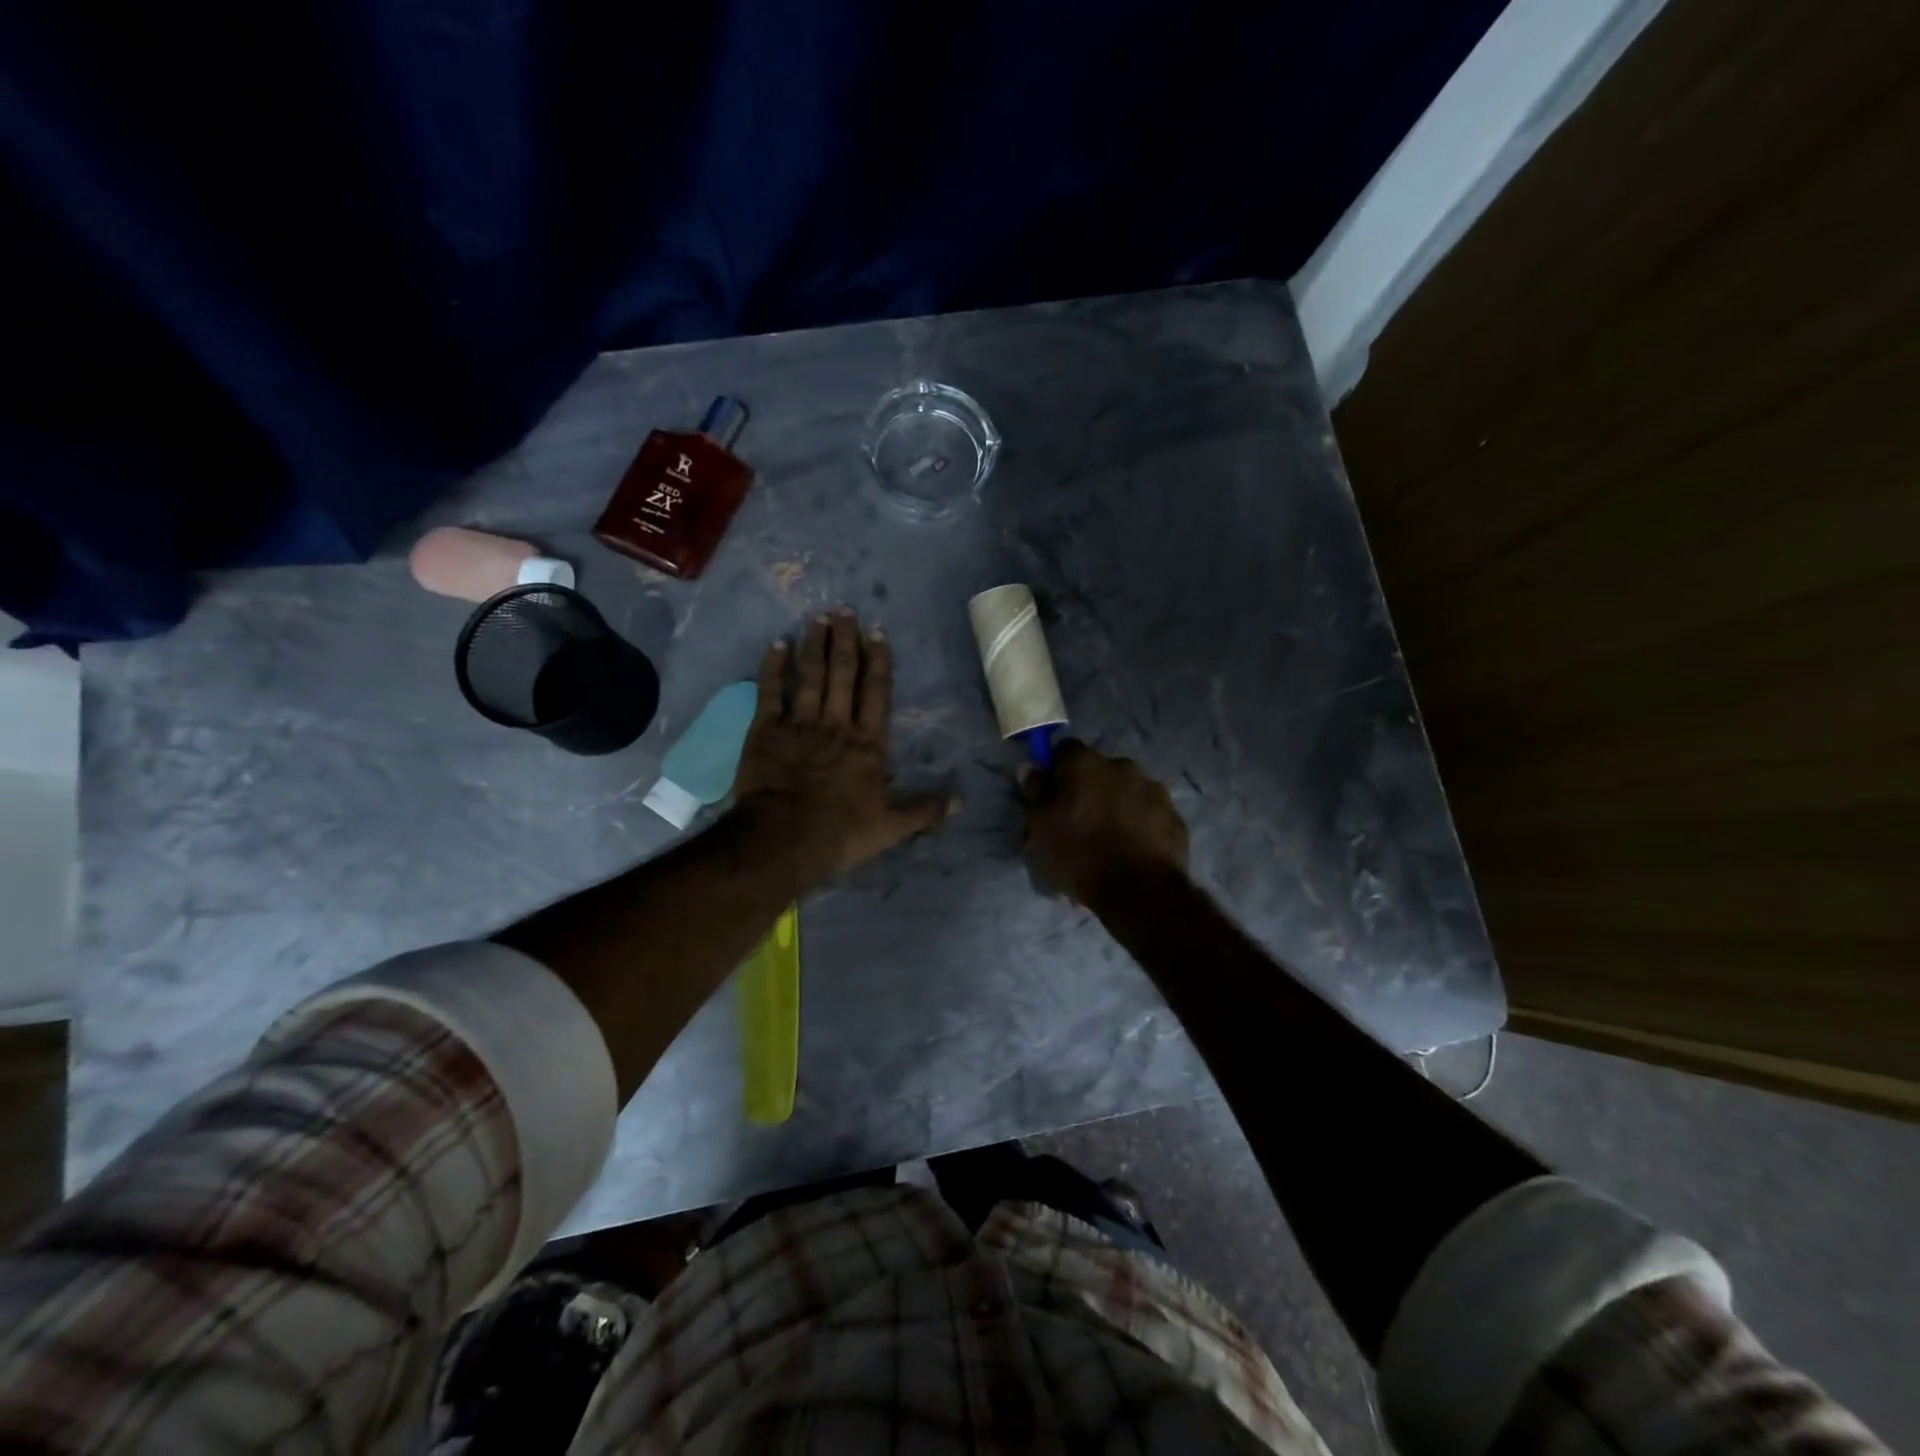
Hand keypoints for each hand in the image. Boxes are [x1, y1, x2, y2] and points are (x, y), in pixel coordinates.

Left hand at [735, 609, 953, 881]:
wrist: (785, 838)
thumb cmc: (841, 833)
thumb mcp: (891, 827)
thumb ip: (924, 811)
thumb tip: (960, 802)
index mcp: (868, 744)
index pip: (876, 693)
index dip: (878, 660)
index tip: (877, 632)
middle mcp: (836, 725)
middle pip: (843, 674)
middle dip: (845, 640)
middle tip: (844, 610)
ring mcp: (800, 724)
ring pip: (810, 675)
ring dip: (814, 645)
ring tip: (817, 618)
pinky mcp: (766, 731)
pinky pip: (770, 692)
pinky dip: (773, 668)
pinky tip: (776, 645)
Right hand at [1020, 739, 1188, 904]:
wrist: (1140, 891)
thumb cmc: (1079, 855)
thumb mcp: (1040, 828)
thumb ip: (1035, 792)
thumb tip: (1030, 767)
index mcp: (1086, 764)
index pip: (1064, 749)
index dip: (1056, 769)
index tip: (1052, 795)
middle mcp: (1122, 766)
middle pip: (1098, 770)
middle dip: (1089, 789)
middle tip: (1079, 822)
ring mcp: (1153, 790)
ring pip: (1126, 791)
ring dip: (1116, 805)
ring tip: (1109, 841)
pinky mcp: (1174, 816)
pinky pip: (1148, 813)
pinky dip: (1139, 824)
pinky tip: (1131, 851)